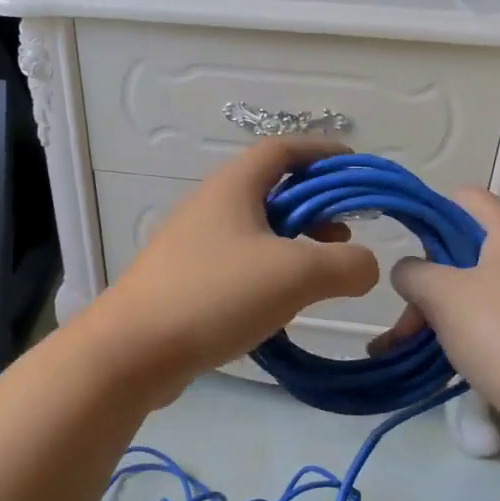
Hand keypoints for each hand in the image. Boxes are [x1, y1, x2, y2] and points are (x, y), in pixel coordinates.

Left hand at [83, 139, 380, 395]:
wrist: (134, 350)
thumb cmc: (216, 294)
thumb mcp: (296, 274)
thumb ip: (346, 265)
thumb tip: (365, 266)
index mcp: (233, 187)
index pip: (282, 150)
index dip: (321, 152)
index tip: (355, 167)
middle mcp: (210, 207)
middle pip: (270, 190)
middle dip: (315, 205)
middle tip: (346, 234)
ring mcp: (193, 245)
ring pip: (255, 230)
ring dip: (294, 242)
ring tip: (322, 273)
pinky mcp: (185, 281)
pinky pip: (238, 263)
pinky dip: (269, 271)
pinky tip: (283, 304)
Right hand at [372, 189, 499, 447]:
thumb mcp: (443, 297)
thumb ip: (414, 272)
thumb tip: (409, 271)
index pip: (466, 197)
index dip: (430, 212)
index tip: (401, 241)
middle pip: (468, 248)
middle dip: (428, 278)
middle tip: (403, 316)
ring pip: (478, 286)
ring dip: (440, 310)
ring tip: (406, 345)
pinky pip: (497, 315)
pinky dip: (467, 328)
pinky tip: (443, 357)